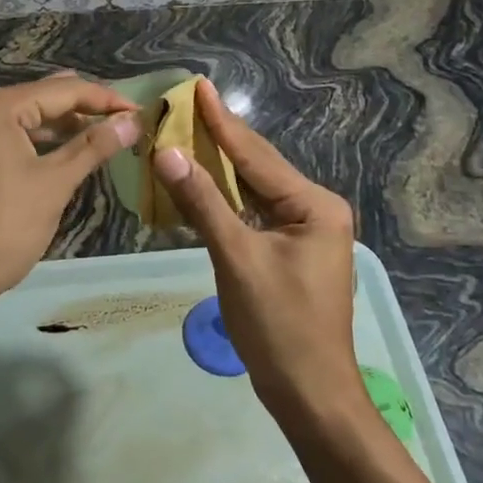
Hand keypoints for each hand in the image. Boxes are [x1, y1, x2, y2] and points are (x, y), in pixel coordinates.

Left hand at [0, 73, 138, 328]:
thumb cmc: (1, 229)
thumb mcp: (54, 184)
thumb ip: (94, 146)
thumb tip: (133, 121)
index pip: (63, 90)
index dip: (105, 100)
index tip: (140, 112)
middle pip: (41, 97)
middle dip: (84, 109)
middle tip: (124, 122)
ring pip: (23, 116)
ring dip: (60, 126)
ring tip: (101, 134)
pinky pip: (6, 133)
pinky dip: (35, 140)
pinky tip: (62, 151)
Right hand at [151, 79, 365, 427]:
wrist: (310, 395)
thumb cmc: (279, 326)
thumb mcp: (236, 258)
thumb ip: (203, 201)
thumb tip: (167, 152)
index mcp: (314, 205)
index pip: (256, 155)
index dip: (222, 121)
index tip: (198, 87)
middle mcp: (315, 209)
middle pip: (258, 166)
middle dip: (221, 136)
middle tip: (187, 102)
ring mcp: (304, 231)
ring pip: (254, 188)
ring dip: (221, 165)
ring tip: (189, 130)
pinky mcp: (290, 250)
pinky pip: (253, 212)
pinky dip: (226, 197)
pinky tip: (203, 181)